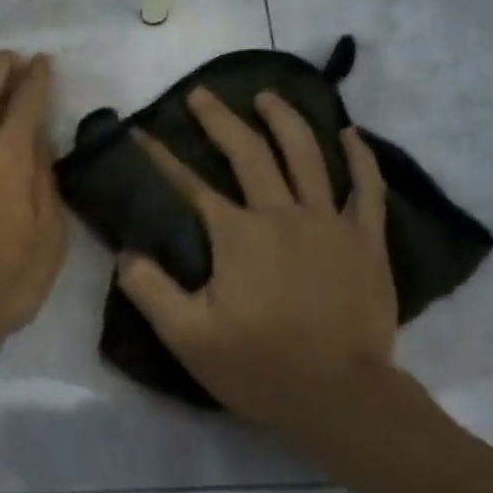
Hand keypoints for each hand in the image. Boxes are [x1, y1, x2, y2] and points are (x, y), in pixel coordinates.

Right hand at [116, 88, 397, 441]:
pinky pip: (367, 187)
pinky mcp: (367, 240)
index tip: (141, 132)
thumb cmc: (260, 367)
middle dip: (220, 120)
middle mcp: (282, 214)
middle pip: (250, 153)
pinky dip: (360, 157)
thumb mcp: (187, 337)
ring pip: (308, 155)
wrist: (341, 396)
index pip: (190, 184)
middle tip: (201, 95)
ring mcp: (331, 223)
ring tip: (267, 96)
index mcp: (237, 235)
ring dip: (285, 120)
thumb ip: (150, 290)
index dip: (160, 157)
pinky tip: (350, 134)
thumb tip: (125, 252)